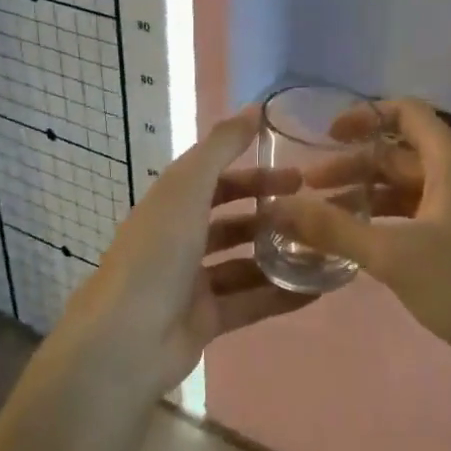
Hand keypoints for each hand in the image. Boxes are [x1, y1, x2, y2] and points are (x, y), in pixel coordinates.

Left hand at [62, 107, 314, 390]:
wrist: (125, 341)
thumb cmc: (156, 254)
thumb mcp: (187, 189)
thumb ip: (219, 148)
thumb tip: (251, 109)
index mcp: (171, 206)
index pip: (216, 181)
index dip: (254, 174)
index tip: (296, 174)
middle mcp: (181, 241)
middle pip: (232, 222)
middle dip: (271, 215)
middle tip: (315, 213)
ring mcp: (193, 283)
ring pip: (245, 264)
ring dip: (280, 256)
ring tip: (324, 251)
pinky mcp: (206, 320)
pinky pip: (251, 302)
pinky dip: (281, 296)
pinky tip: (318, 290)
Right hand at [276, 99, 450, 375]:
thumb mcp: (394, 256)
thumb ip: (334, 230)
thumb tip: (277, 208)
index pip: (407, 114)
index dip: (365, 116)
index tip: (326, 135)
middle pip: (401, 154)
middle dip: (354, 165)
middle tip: (310, 188)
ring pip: (409, 188)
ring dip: (368, 196)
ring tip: (325, 217)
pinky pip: (420, 214)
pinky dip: (388, 220)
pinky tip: (362, 242)